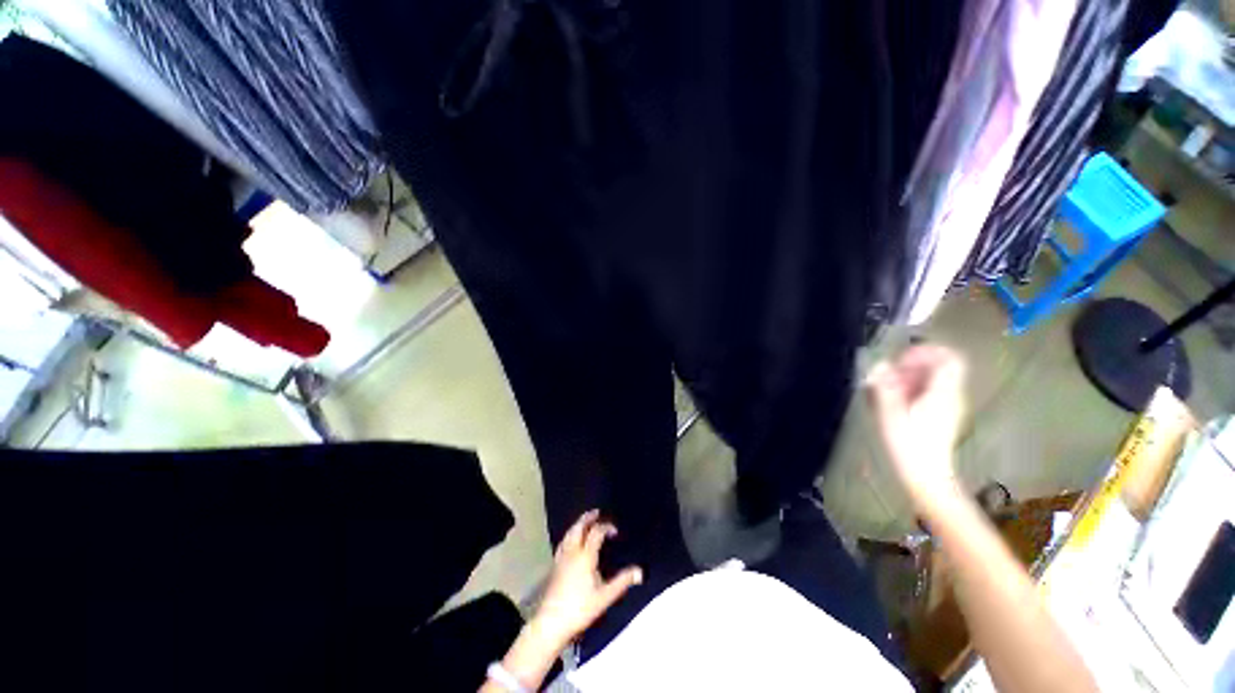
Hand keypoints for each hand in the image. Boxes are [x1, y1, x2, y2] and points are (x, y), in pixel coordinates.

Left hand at [529, 510, 642, 648]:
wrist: (551, 622)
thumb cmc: (580, 609)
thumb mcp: (605, 597)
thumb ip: (622, 582)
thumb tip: (640, 571)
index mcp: (585, 556)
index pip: (596, 533)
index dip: (606, 527)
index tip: (615, 531)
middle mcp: (572, 552)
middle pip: (579, 528)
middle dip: (588, 518)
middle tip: (596, 512)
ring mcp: (561, 558)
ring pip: (569, 533)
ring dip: (578, 524)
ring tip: (584, 521)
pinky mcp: (554, 565)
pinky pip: (563, 542)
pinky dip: (570, 534)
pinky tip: (570, 540)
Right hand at [865, 344, 966, 510]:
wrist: (926, 475)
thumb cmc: (907, 443)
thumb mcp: (890, 412)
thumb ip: (885, 385)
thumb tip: (879, 364)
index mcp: (942, 392)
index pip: (948, 357)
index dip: (925, 351)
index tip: (901, 360)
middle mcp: (952, 395)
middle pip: (939, 366)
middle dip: (912, 366)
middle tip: (889, 376)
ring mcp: (950, 405)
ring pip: (934, 378)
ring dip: (910, 378)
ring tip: (888, 390)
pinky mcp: (944, 414)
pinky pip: (932, 391)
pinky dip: (914, 389)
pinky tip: (896, 402)